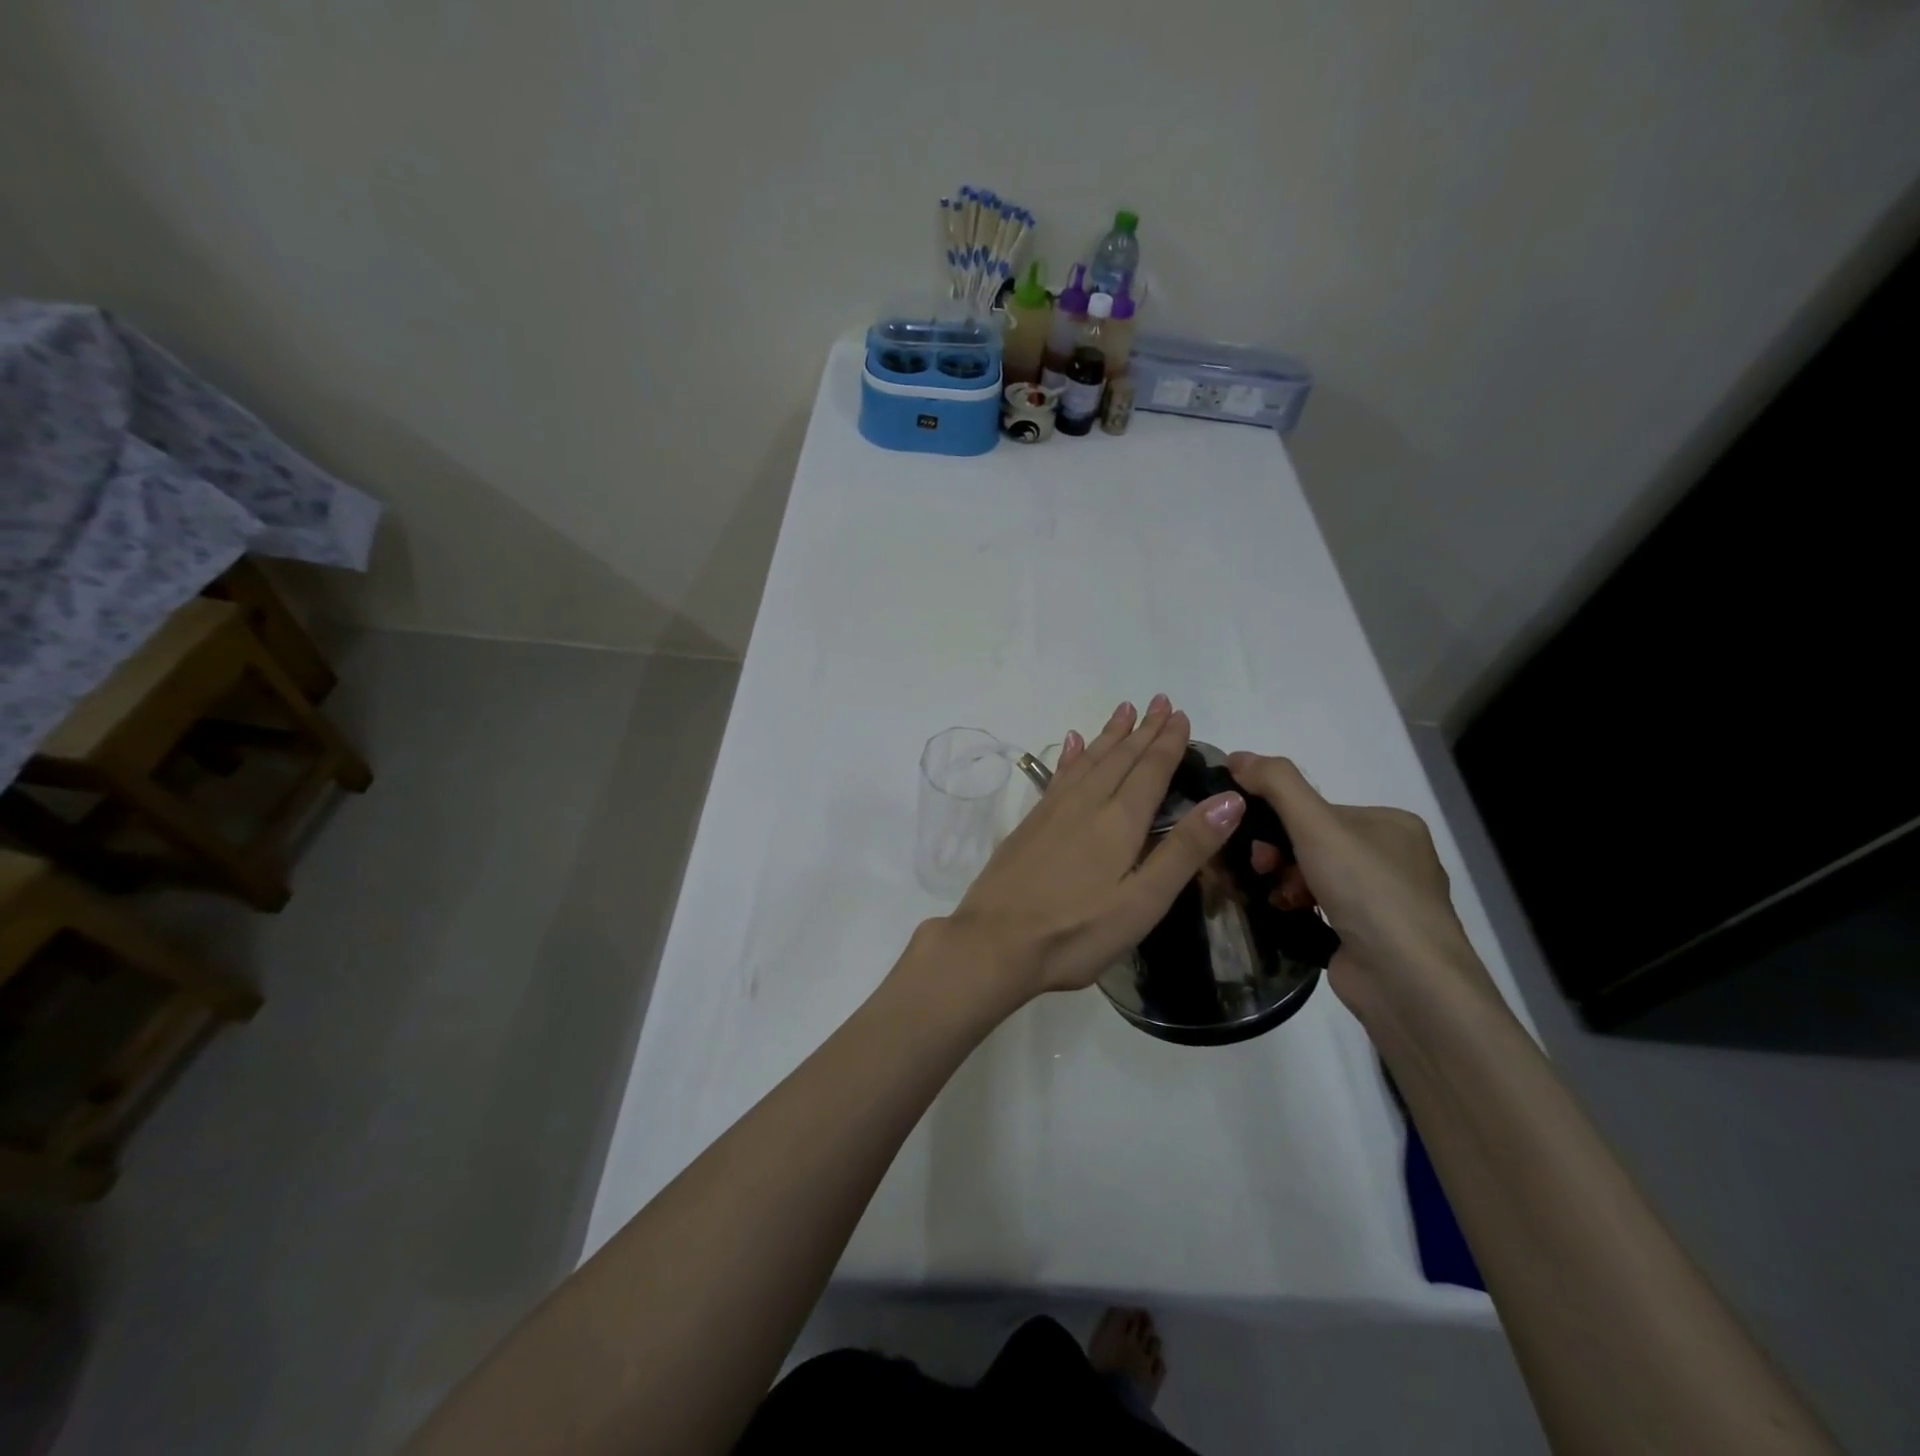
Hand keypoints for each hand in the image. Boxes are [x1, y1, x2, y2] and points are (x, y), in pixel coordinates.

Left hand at [938, 696, 1244, 1005]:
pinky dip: (1071, 756)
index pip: (1150, 770)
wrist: (995, 943)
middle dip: (1143, 729)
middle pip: (1120, 757)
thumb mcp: (1143, 901)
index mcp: (1119, 822)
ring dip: (1109, 735)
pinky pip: (1058, 775)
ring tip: (1124, 710)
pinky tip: (1071, 743)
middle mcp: (1086, 804)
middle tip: (1160, 701)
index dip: (1168, 742)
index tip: (1180, 714)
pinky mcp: (1030, 824)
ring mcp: (1053, 811)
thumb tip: (1229, 799)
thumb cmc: (1077, 932)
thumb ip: (1185, 850)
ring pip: (1088, 760)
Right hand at [1225, 752, 1502, 1025]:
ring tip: (1274, 897)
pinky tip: (1283, 914)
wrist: (1408, 984)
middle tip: (1259, 867)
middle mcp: (1392, 857)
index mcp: (1391, 824)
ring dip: (1283, 880)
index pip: (1317, 808)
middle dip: (1278, 852)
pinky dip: (1295, 907)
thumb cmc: (1368, 893)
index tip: (1250, 834)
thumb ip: (1276, 784)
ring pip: (1312, 875)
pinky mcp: (1366, 936)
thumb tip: (1235, 755)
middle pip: (1312, 840)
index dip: (1277, 817)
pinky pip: (1317, 907)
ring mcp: (1381, 900)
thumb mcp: (1318, 826)